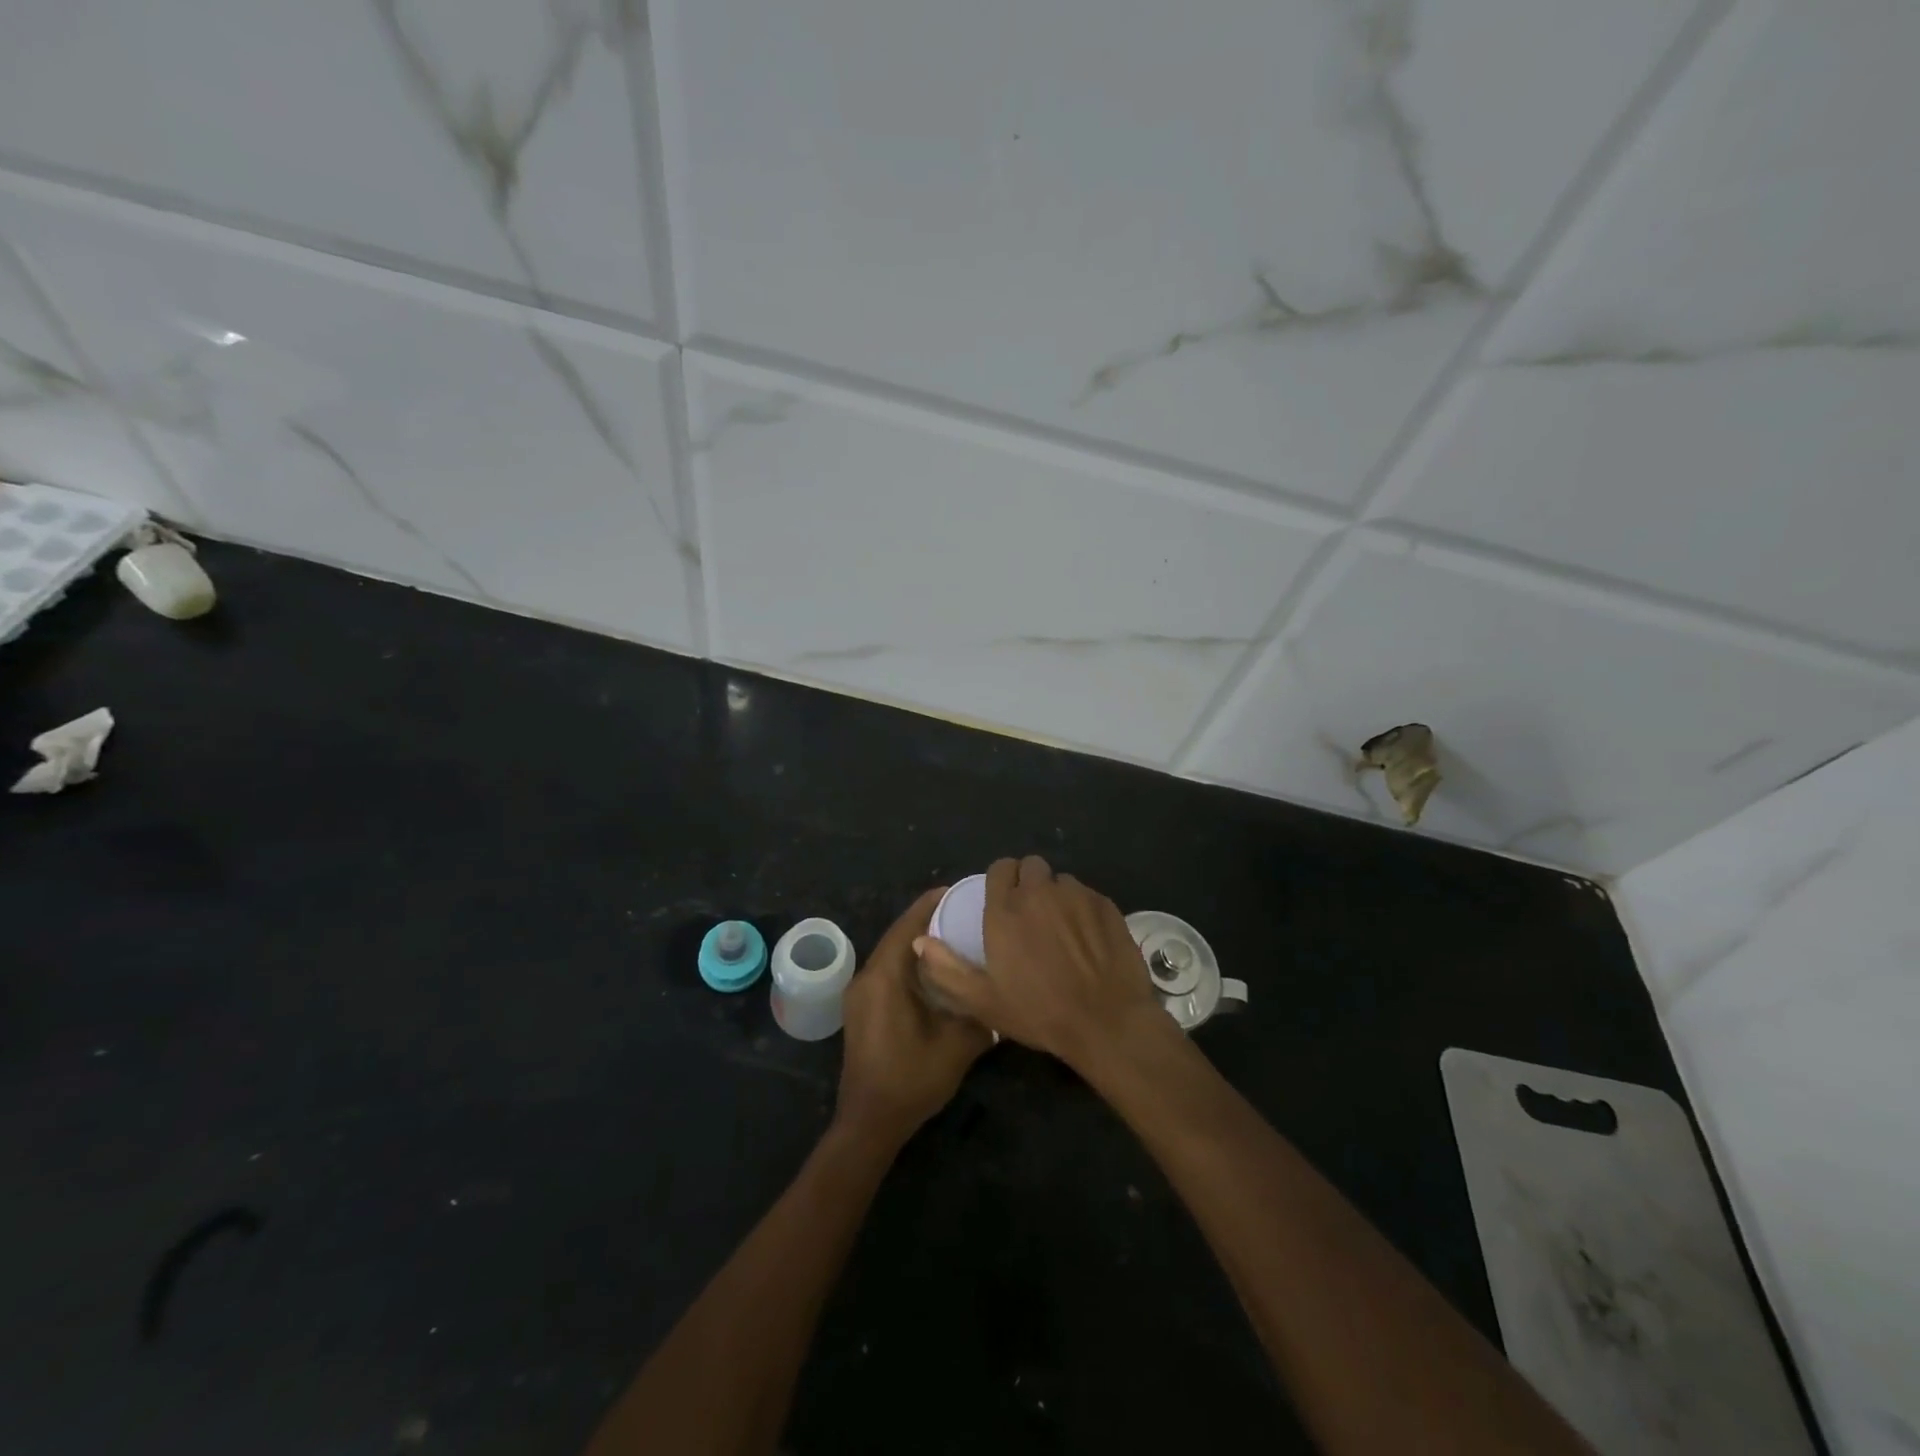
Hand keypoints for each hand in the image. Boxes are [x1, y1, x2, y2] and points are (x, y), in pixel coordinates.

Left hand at [835, 887, 994, 1149]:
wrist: (869, 1123)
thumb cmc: (911, 1080)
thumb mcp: (957, 1046)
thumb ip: (980, 1013)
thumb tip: (1001, 991)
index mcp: (884, 978)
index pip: (907, 927)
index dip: (930, 905)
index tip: (957, 890)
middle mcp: (867, 978)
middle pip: (898, 936)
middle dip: (927, 920)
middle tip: (962, 911)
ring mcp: (860, 994)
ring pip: (891, 954)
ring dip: (918, 942)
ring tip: (953, 934)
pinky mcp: (862, 1009)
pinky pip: (887, 971)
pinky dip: (909, 962)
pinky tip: (935, 970)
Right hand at [915, 856, 1165, 1070]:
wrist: (1106, 1022)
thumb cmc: (1039, 1013)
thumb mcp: (983, 1001)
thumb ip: (947, 969)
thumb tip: (920, 941)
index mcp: (1005, 909)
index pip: (1000, 868)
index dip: (1001, 881)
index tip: (1003, 901)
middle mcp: (1039, 892)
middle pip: (1031, 866)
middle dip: (1029, 882)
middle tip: (1031, 914)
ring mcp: (1076, 895)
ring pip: (1061, 880)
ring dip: (1057, 896)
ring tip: (1061, 928)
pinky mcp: (1106, 905)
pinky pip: (1088, 895)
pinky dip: (1083, 908)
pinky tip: (1087, 937)